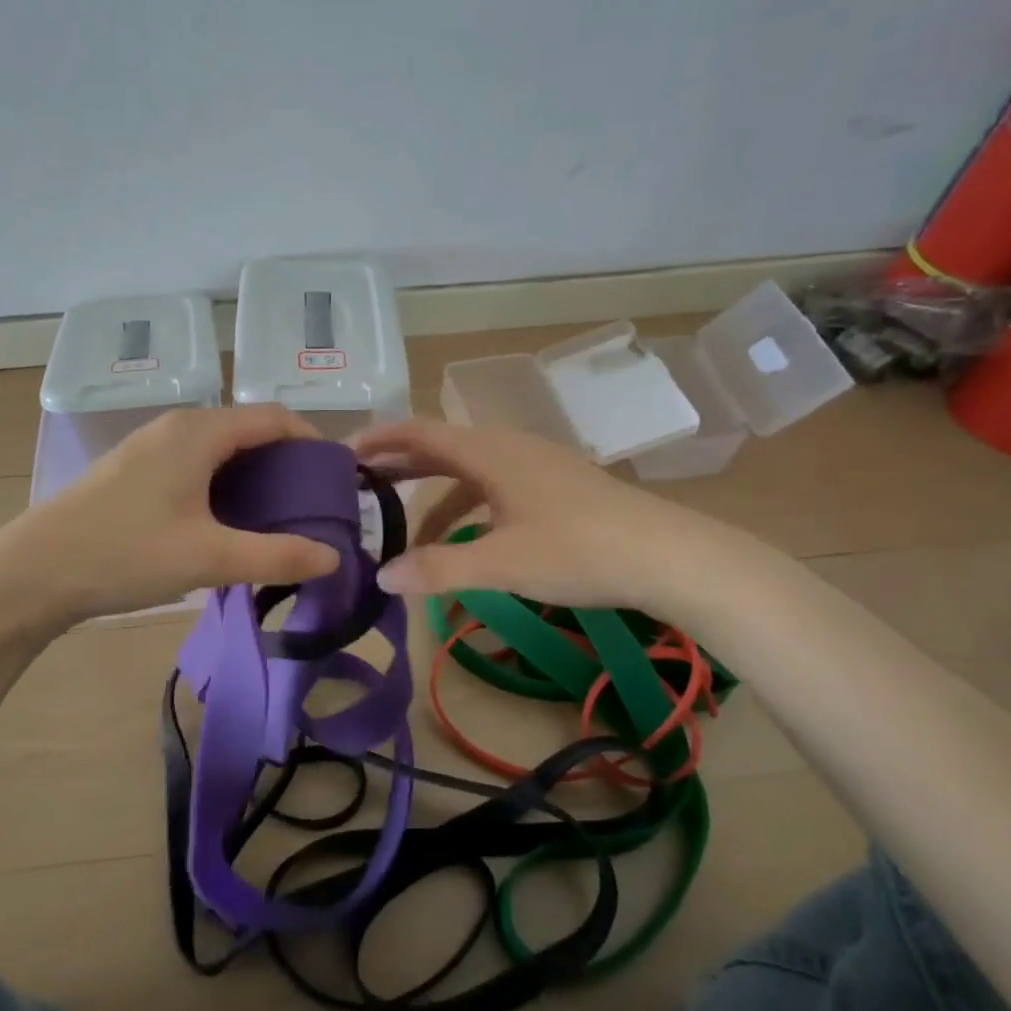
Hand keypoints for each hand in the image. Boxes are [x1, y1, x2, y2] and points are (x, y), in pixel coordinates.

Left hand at [0, 406, 342, 626]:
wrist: (34, 570)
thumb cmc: (126, 553)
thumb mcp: (209, 558)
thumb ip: (276, 555)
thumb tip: (333, 556)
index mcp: (199, 432)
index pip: (272, 417)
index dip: (310, 440)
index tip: (333, 477)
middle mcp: (176, 426)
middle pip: (247, 428)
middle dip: (284, 460)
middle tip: (309, 502)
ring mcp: (150, 445)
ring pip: (218, 446)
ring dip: (252, 471)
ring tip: (274, 514)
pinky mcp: (133, 468)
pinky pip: (194, 460)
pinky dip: (222, 480)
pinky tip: (224, 518)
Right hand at [351, 417, 746, 622]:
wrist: (668, 555)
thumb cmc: (578, 549)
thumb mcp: (500, 563)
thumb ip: (438, 569)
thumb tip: (382, 577)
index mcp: (489, 452)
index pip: (419, 432)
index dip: (379, 439)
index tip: (343, 453)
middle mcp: (508, 448)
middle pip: (441, 447)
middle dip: (400, 465)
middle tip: (361, 486)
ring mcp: (535, 465)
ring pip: (468, 471)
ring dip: (433, 495)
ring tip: (406, 530)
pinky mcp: (555, 486)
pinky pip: (494, 487)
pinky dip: (467, 507)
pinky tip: (467, 540)